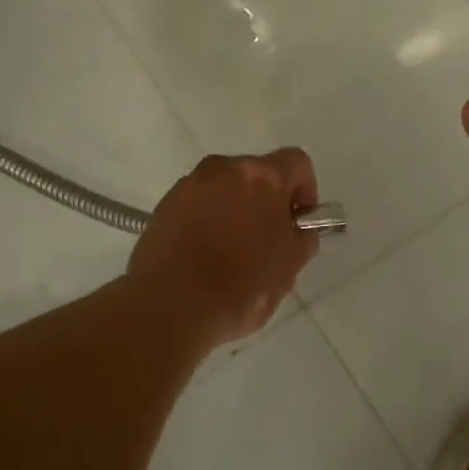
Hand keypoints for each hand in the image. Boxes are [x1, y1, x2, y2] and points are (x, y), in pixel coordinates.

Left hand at [128, 149, 320, 346]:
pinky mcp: (163, 206)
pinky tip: (202, 257)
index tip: (298, 222)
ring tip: (229, 252)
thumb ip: (301, 240)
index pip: (297, 163)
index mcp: (262, 177)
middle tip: (266, 241)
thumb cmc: (242, 286)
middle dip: (265, 201)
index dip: (305, 190)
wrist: (172, 306)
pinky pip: (195, 205)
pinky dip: (204, 221)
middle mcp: (224, 169)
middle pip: (255, 174)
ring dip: (232, 210)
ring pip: (223, 189)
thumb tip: (297, 232)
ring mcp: (189, 185)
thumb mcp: (289, 268)